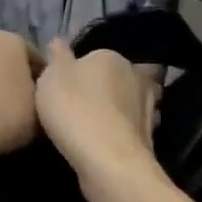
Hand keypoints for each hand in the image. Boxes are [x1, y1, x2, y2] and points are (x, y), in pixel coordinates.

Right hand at [35, 40, 160, 191]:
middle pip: (119, 77)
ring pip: (132, 102)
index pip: (95, 57)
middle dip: (108, 87)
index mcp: (111, 57)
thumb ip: (56, 56)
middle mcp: (136, 76)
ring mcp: (149, 108)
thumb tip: (59, 40)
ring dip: (121, 110)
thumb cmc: (74, 109)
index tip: (67, 87)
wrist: (107, 160)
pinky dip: (124, 132)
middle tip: (84, 103)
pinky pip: (133, 128)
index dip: (81, 70)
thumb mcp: (51, 76)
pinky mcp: (150, 137)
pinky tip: (108, 142)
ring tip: (99, 124)